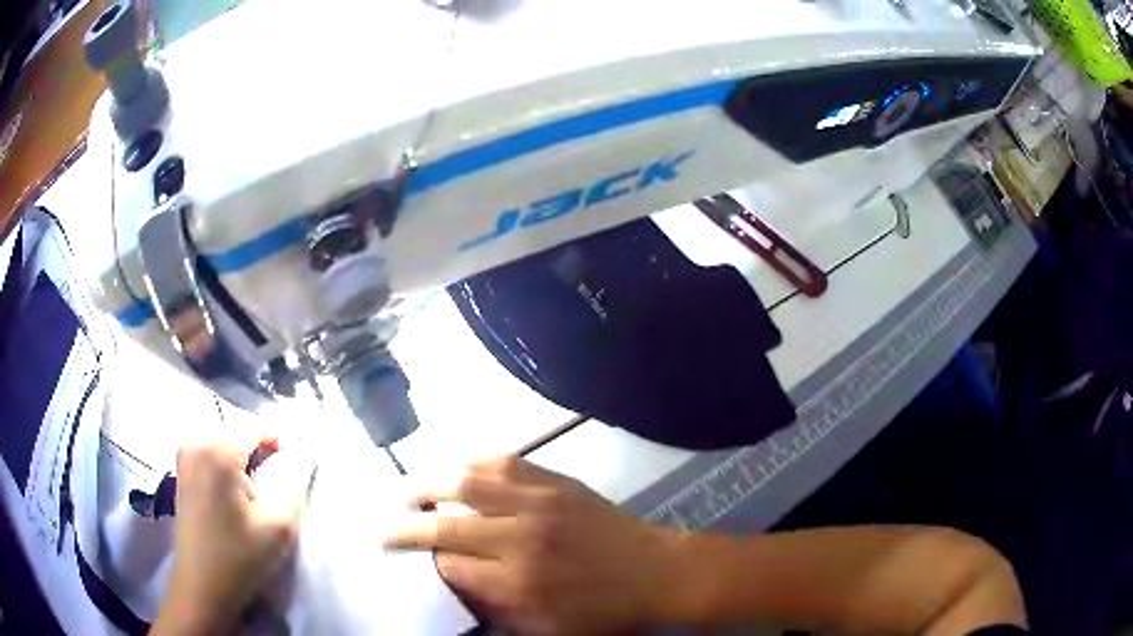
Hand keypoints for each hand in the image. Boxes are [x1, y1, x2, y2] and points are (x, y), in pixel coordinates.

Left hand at [154, 437, 306, 634]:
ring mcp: (184, 455)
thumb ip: (295, 485)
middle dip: (259, 449)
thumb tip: (304, 456)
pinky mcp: (181, 470)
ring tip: (256, 489)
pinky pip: (209, 451)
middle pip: (237, 431)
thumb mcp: (279, 526)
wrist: (203, 586)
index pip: (255, 427)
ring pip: (223, 440)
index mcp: (218, 451)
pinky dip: (226, 463)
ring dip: (242, 457)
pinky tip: (234, 492)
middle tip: (276, 481)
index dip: (279, 442)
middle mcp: (196, 442)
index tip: (295, 467)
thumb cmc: (240, 558)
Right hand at [384, 457, 681, 634]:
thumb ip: (496, 609)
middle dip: (406, 526)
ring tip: (406, 493)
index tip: (413, 561)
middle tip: (385, 528)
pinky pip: (502, 461)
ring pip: (465, 483)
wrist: (657, 572)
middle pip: (444, 525)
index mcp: (517, 583)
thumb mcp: (548, 631)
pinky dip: (470, 462)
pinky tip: (453, 468)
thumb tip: (454, 583)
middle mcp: (519, 538)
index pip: (448, 566)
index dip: (426, 563)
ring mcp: (538, 502)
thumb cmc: (604, 612)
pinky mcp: (556, 480)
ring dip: (427, 485)